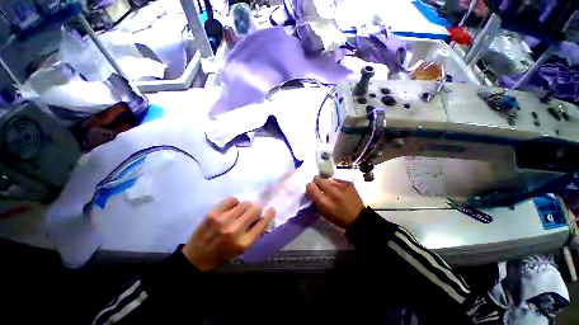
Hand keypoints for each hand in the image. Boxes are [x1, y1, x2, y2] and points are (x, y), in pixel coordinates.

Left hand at [182, 198, 274, 270]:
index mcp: (244, 242)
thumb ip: (254, 232)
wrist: (197, 257)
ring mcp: (223, 220)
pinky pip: (232, 199)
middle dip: (256, 209)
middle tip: (251, 212)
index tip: (271, 209)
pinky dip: (234, 203)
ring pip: (245, 202)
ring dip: (245, 206)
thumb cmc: (223, 254)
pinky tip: (230, 209)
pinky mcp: (213, 213)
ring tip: (239, 212)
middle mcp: (235, 230)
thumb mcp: (242, 248)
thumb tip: (263, 216)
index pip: (262, 223)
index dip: (269, 214)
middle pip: (255, 209)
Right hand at [305, 176, 364, 228]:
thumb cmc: (339, 217)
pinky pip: (336, 179)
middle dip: (317, 183)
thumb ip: (315, 199)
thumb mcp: (324, 212)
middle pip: (318, 179)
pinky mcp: (348, 182)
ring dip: (326, 183)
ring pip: (327, 179)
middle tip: (320, 188)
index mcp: (324, 202)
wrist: (359, 218)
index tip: (311, 190)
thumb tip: (310, 188)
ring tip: (330, 189)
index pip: (310, 187)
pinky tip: (338, 189)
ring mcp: (341, 185)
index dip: (309, 187)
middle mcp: (332, 191)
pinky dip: (335, 183)